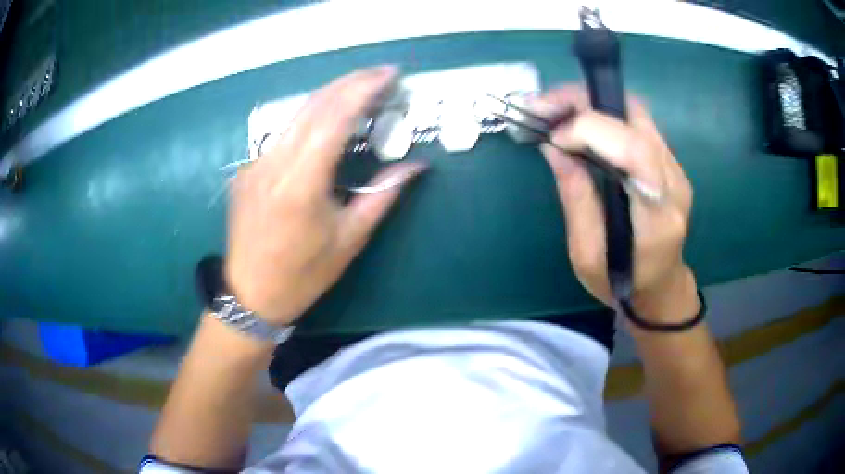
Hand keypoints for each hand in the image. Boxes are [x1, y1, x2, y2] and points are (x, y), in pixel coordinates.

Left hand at [225, 66, 425, 325]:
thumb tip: (416, 166)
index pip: (333, 118)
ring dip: (329, 97)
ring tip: (359, 91)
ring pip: (295, 115)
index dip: (363, 89)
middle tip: (380, 75)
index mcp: (300, 184)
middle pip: (313, 105)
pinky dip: (309, 119)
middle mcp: (273, 164)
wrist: (250, 294)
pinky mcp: (247, 168)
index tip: (389, 74)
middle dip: (349, 82)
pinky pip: (283, 133)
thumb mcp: (349, 239)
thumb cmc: (303, 275)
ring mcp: (255, 163)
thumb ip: (382, 195)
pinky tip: (326, 121)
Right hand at [537, 86, 697, 322]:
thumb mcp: (587, 256)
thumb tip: (554, 148)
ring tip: (554, 111)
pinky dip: (603, 114)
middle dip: (584, 101)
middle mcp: (674, 183)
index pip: (635, 151)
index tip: (553, 137)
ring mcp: (676, 169)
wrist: (661, 286)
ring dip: (591, 103)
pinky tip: (578, 124)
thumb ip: (576, 200)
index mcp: (657, 218)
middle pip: (636, 118)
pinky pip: (637, 123)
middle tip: (542, 107)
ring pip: (636, 112)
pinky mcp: (670, 163)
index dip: (591, 130)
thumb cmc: (621, 282)